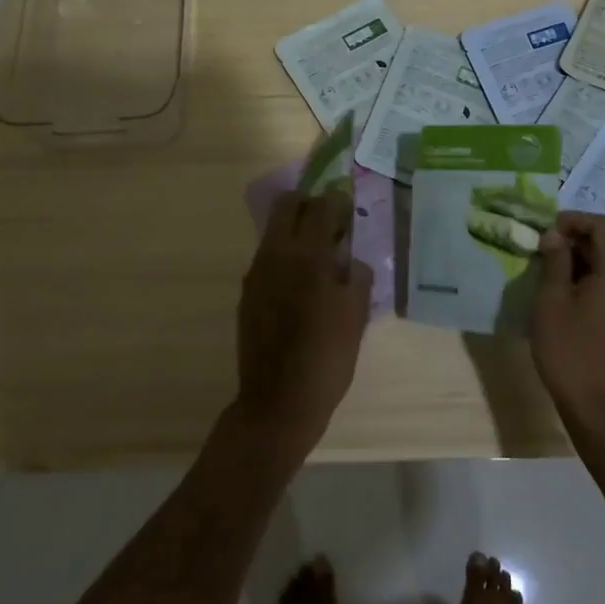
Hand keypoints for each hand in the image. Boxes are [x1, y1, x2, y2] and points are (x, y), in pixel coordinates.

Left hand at [233, 190, 372, 453]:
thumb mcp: (356, 315)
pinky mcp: (247, 292)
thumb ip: (357, 275)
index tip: (350, 208)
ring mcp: (257, 272)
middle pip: (288, 205)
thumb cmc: (327, 358)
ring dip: (295, 230)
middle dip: (310, 204)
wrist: (278, 402)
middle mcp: (277, 254)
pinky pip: (267, 257)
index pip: (322, 206)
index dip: (338, 201)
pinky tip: (300, 284)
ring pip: (274, 230)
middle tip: (330, 223)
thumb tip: (350, 258)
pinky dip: (284, 255)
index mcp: (308, 256)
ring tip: (318, 256)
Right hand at [532, 212, 604, 435]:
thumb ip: (555, 261)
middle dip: (574, 239)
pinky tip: (565, 294)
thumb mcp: (552, 300)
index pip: (602, 225)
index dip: (572, 220)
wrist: (600, 408)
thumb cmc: (571, 350)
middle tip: (540, 250)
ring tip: (548, 271)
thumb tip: (555, 236)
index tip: (545, 231)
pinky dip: (590, 277)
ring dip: (580, 259)